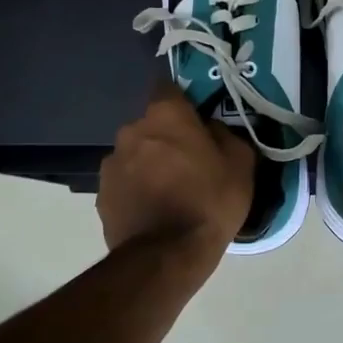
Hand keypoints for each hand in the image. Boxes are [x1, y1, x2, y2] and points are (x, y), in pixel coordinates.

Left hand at [97, 82, 254, 261]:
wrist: (167, 255)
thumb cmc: (209, 201)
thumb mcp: (241, 163)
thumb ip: (225, 135)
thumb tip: (211, 129)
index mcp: (165, 115)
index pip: (167, 88)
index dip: (182, 102)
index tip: (196, 119)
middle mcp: (131, 131)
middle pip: (150, 125)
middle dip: (166, 137)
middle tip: (188, 163)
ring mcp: (111, 164)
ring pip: (135, 154)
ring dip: (148, 165)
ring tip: (169, 192)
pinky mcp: (101, 195)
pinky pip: (124, 183)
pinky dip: (136, 191)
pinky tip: (153, 212)